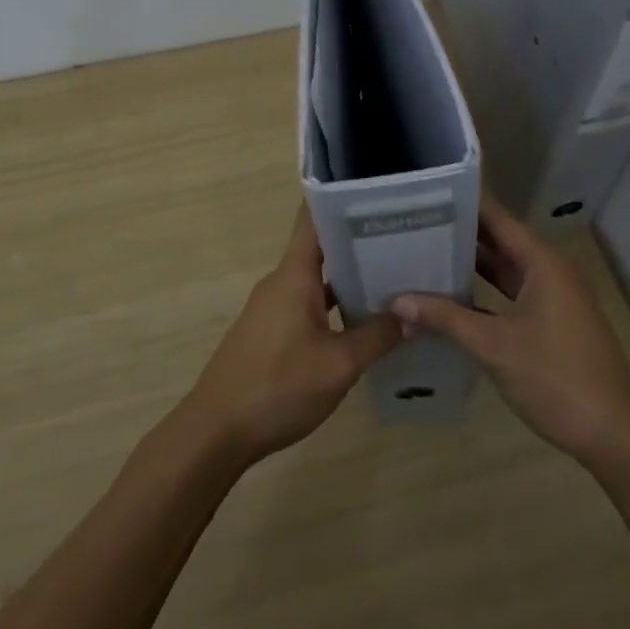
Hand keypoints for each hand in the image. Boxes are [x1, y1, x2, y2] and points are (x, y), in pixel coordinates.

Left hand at [184, 207, 402, 465]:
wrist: (216, 432)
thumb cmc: (277, 387)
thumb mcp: (338, 365)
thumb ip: (377, 336)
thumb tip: (413, 314)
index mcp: (294, 275)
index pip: (314, 218)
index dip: (343, 201)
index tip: (379, 196)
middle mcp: (282, 282)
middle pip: (322, 248)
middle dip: (361, 242)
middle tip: (406, 240)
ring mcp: (274, 307)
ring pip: (317, 280)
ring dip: (351, 278)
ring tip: (396, 278)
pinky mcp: (271, 332)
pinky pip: (309, 304)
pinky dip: (336, 305)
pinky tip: (364, 321)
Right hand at [390, 194, 629, 469]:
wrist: (613, 435)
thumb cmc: (556, 378)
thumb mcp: (495, 346)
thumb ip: (446, 318)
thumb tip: (397, 300)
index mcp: (542, 263)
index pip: (497, 218)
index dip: (465, 203)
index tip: (427, 192)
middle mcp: (548, 271)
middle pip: (500, 241)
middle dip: (460, 233)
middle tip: (414, 222)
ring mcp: (552, 299)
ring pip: (505, 271)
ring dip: (471, 265)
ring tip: (424, 251)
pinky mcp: (550, 324)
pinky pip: (511, 295)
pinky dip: (483, 294)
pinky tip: (451, 297)